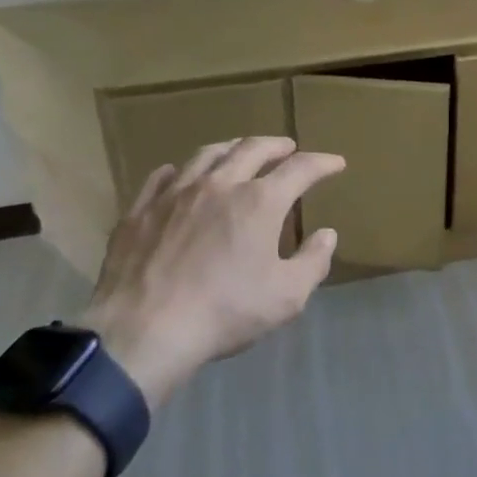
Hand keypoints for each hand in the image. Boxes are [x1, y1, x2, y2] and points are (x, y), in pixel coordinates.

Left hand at [78, 137, 345, 408]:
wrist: (143, 332)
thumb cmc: (224, 313)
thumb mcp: (286, 297)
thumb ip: (313, 262)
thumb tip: (327, 234)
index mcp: (259, 202)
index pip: (300, 169)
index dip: (322, 163)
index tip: (336, 163)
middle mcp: (220, 184)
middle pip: (252, 148)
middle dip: (276, 144)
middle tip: (287, 147)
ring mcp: (175, 193)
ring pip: (207, 154)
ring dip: (231, 147)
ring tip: (239, 150)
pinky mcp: (141, 210)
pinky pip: (161, 177)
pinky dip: (178, 170)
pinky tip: (179, 174)